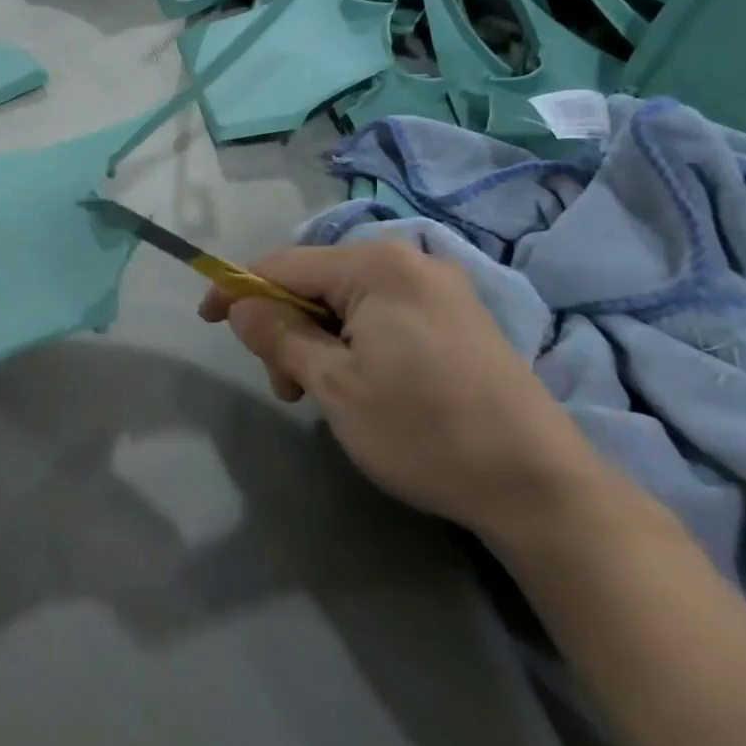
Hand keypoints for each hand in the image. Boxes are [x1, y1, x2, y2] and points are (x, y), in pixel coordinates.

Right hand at [199, 239, 606, 539]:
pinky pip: (383, 313)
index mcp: (376, 265)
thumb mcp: (334, 385)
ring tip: (323, 397)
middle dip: (287, 328)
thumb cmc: (423, 430)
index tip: (206, 319)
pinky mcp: (459, 316)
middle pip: (316, 282)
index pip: (282, 264)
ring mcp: (440, 287)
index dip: (238, 289)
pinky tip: (364, 384)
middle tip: (287, 388)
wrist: (539, 485)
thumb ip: (278, 334)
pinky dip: (356, 343)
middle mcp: (409, 260)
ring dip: (320, 341)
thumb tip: (240, 305)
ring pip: (348, 301)